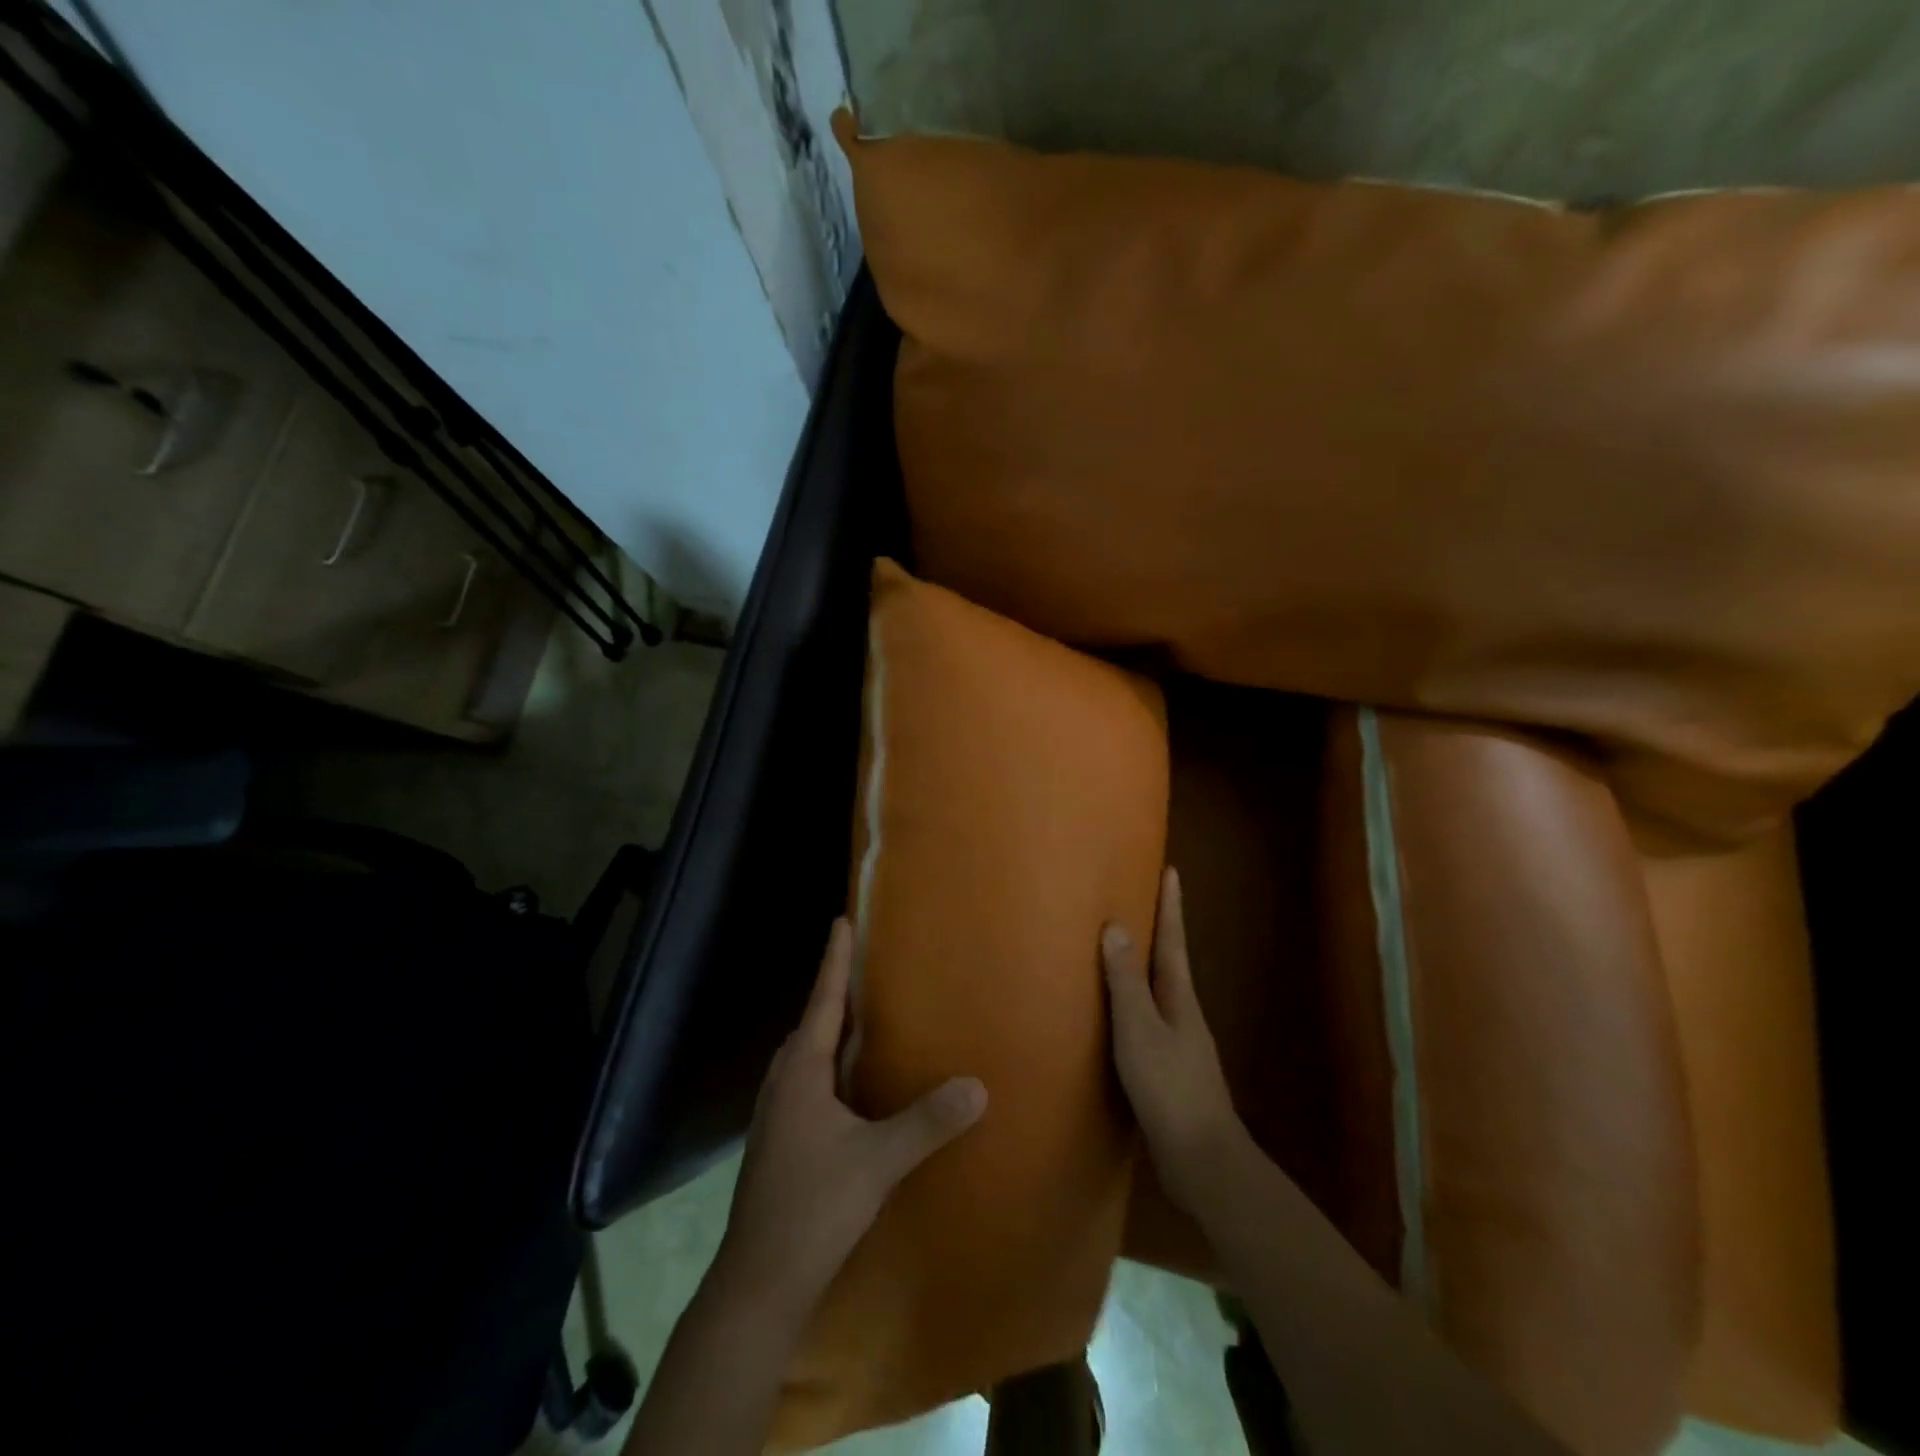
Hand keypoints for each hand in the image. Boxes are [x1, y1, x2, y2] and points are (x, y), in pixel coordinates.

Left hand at [708, 918, 987, 1328]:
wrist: (759, 1283)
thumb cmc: (813, 1208)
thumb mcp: (878, 1163)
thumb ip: (927, 1122)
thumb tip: (978, 1085)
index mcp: (800, 1073)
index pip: (822, 1001)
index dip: (834, 960)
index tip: (842, 920)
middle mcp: (783, 1083)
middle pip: (812, 1023)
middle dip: (837, 991)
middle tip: (868, 967)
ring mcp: (777, 1113)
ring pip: (808, 1055)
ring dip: (833, 1030)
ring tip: (865, 1017)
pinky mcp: (780, 1139)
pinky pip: (808, 1081)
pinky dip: (831, 1065)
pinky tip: (853, 1083)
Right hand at [1103, 866, 1247, 1211]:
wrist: (1203, 1160)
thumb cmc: (1170, 1087)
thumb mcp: (1140, 1030)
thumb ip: (1126, 982)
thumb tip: (1115, 927)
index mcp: (1179, 997)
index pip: (1173, 940)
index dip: (1171, 906)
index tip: (1171, 871)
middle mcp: (1183, 1013)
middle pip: (1169, 962)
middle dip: (1159, 931)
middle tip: (1140, 901)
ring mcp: (1180, 1043)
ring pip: (1158, 992)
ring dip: (1144, 967)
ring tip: (1120, 950)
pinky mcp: (1169, 1069)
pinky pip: (1148, 1020)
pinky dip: (1133, 1003)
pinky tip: (1117, 1015)